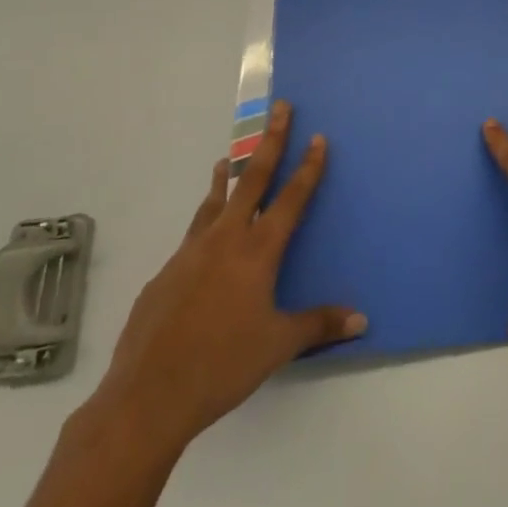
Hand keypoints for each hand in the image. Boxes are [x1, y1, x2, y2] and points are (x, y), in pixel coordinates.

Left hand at [91, 102, 364, 452]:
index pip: (291, 198)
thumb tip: (362, 320)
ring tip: (226, 160)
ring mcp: (188, 254)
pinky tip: (201, 246)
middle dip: (270, 141)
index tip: (318, 137)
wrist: (146, 398)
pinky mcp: (163, 275)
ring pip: (213, 203)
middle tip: (280, 109)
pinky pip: (190, 239)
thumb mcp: (278, 345)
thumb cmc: (222, 366)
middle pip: (252, 180)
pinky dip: (202, 225)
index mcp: (257, 252)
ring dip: (226, 178)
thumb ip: (319, 325)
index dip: (308, 167)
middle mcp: (224, 240)